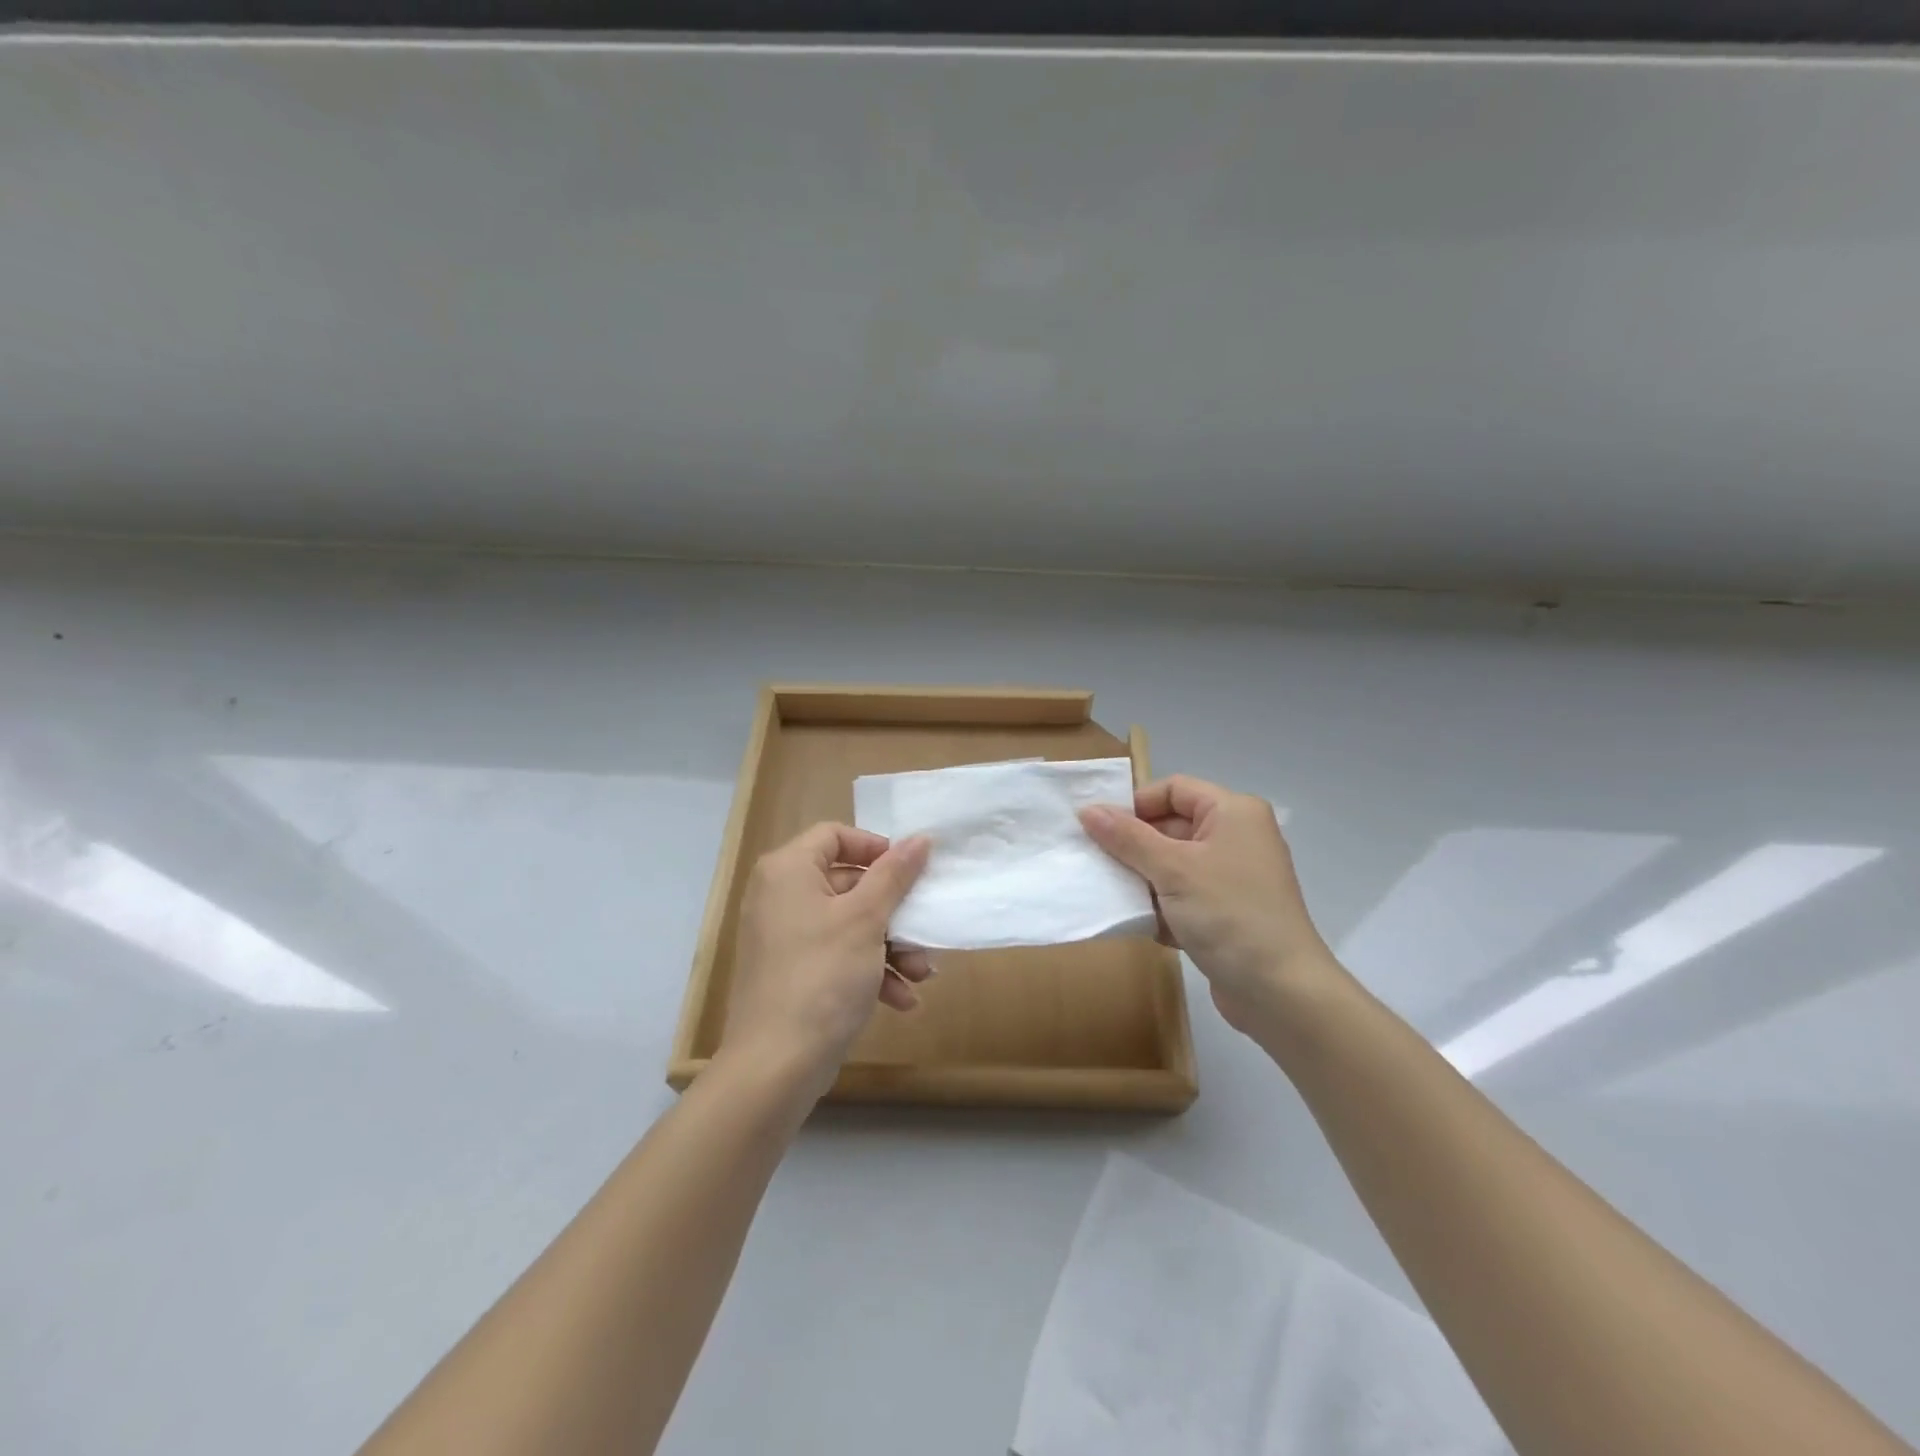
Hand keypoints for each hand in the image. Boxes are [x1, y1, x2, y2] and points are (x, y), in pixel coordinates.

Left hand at [723, 823, 932, 1095]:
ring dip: (890, 945)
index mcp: (789, 870)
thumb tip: (920, 838)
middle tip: (924, 929)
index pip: (835, 835)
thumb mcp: (866, 919)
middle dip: (894, 911)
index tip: (909, 870)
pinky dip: (869, 970)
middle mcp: (780, 896)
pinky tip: (900, 1000)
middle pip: (848, 883)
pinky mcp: (793, 973)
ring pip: (849, 924)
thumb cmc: (823, 976)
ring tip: (921, 973)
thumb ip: (895, 875)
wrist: (776, 1065)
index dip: (875, 848)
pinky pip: (837, 955)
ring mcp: (785, 937)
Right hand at [1079, 776, 1336, 1035]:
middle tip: (1098, 863)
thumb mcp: (1172, 870)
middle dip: (1134, 846)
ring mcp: (1234, 877)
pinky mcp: (1228, 912)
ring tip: (1115, 896)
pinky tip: (1146, 926)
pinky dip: (1163, 907)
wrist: (1281, 992)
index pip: (1173, 789)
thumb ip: (1126, 837)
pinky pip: (1185, 895)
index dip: (1136, 804)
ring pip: (1174, 864)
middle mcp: (1237, 837)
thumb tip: (1088, 810)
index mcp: (1233, 812)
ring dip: (1144, 880)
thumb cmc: (1228, 914)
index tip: (1101, 830)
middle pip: (1172, 826)